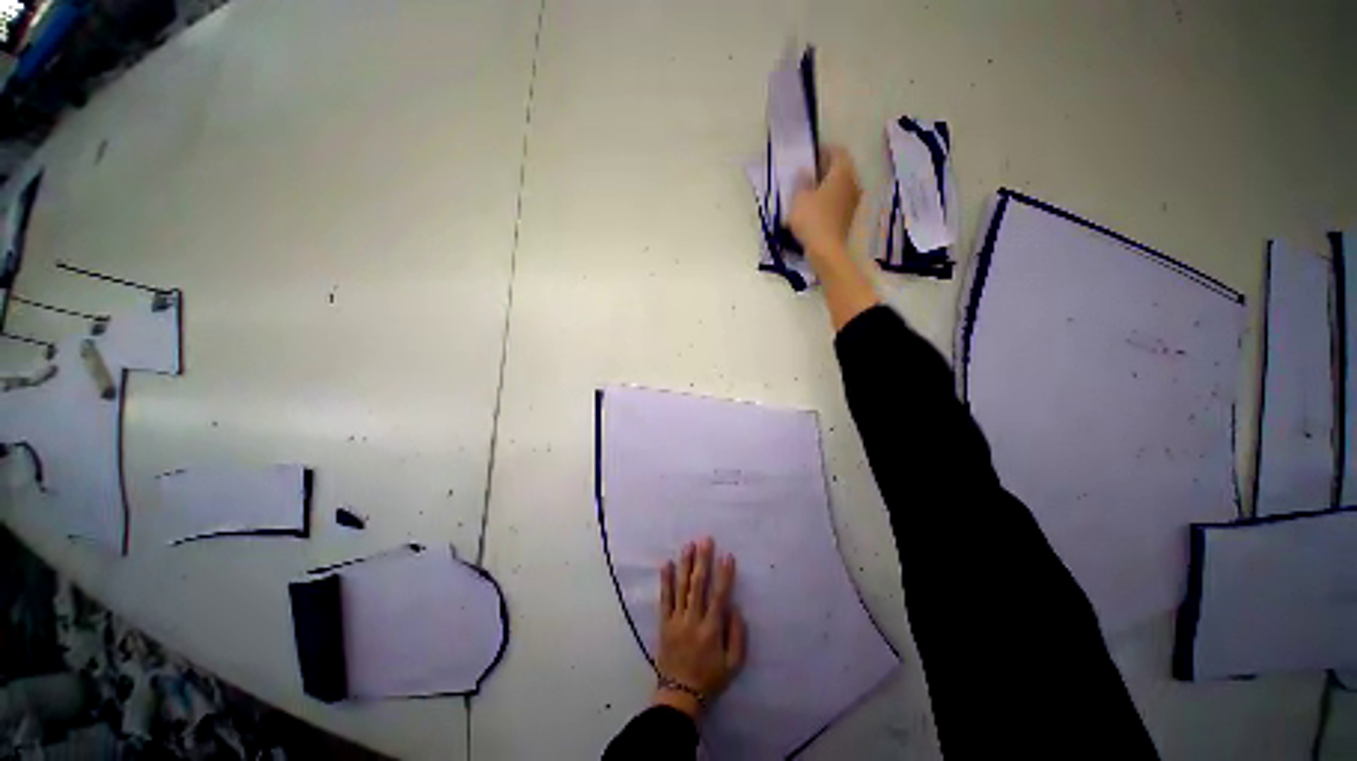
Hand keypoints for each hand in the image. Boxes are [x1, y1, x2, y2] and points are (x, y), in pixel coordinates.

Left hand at [653, 537, 746, 721]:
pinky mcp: (664, 623)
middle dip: (702, 561)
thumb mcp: (733, 665)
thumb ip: (737, 636)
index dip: (724, 575)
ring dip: (685, 564)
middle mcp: (693, 620)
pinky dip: (665, 580)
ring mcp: (676, 620)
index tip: (727, 555)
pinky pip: (664, 598)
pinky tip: (666, 564)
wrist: (679, 695)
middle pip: (698, 585)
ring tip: (688, 545)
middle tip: (705, 540)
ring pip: (681, 587)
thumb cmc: (710, 679)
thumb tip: (735, 608)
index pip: (719, 596)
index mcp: (711, 630)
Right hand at [789, 145, 861, 261]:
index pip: (837, 152)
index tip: (809, 155)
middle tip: (807, 173)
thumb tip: (805, 171)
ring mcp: (853, 201)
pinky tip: (815, 208)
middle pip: (840, 169)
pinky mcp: (848, 217)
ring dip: (827, 186)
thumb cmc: (812, 219)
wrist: (826, 250)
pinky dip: (828, 200)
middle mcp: (853, 183)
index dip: (823, 150)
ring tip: (809, 191)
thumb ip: (802, 181)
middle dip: (825, 169)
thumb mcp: (799, 198)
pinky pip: (838, 201)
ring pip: (840, 186)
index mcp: (842, 172)